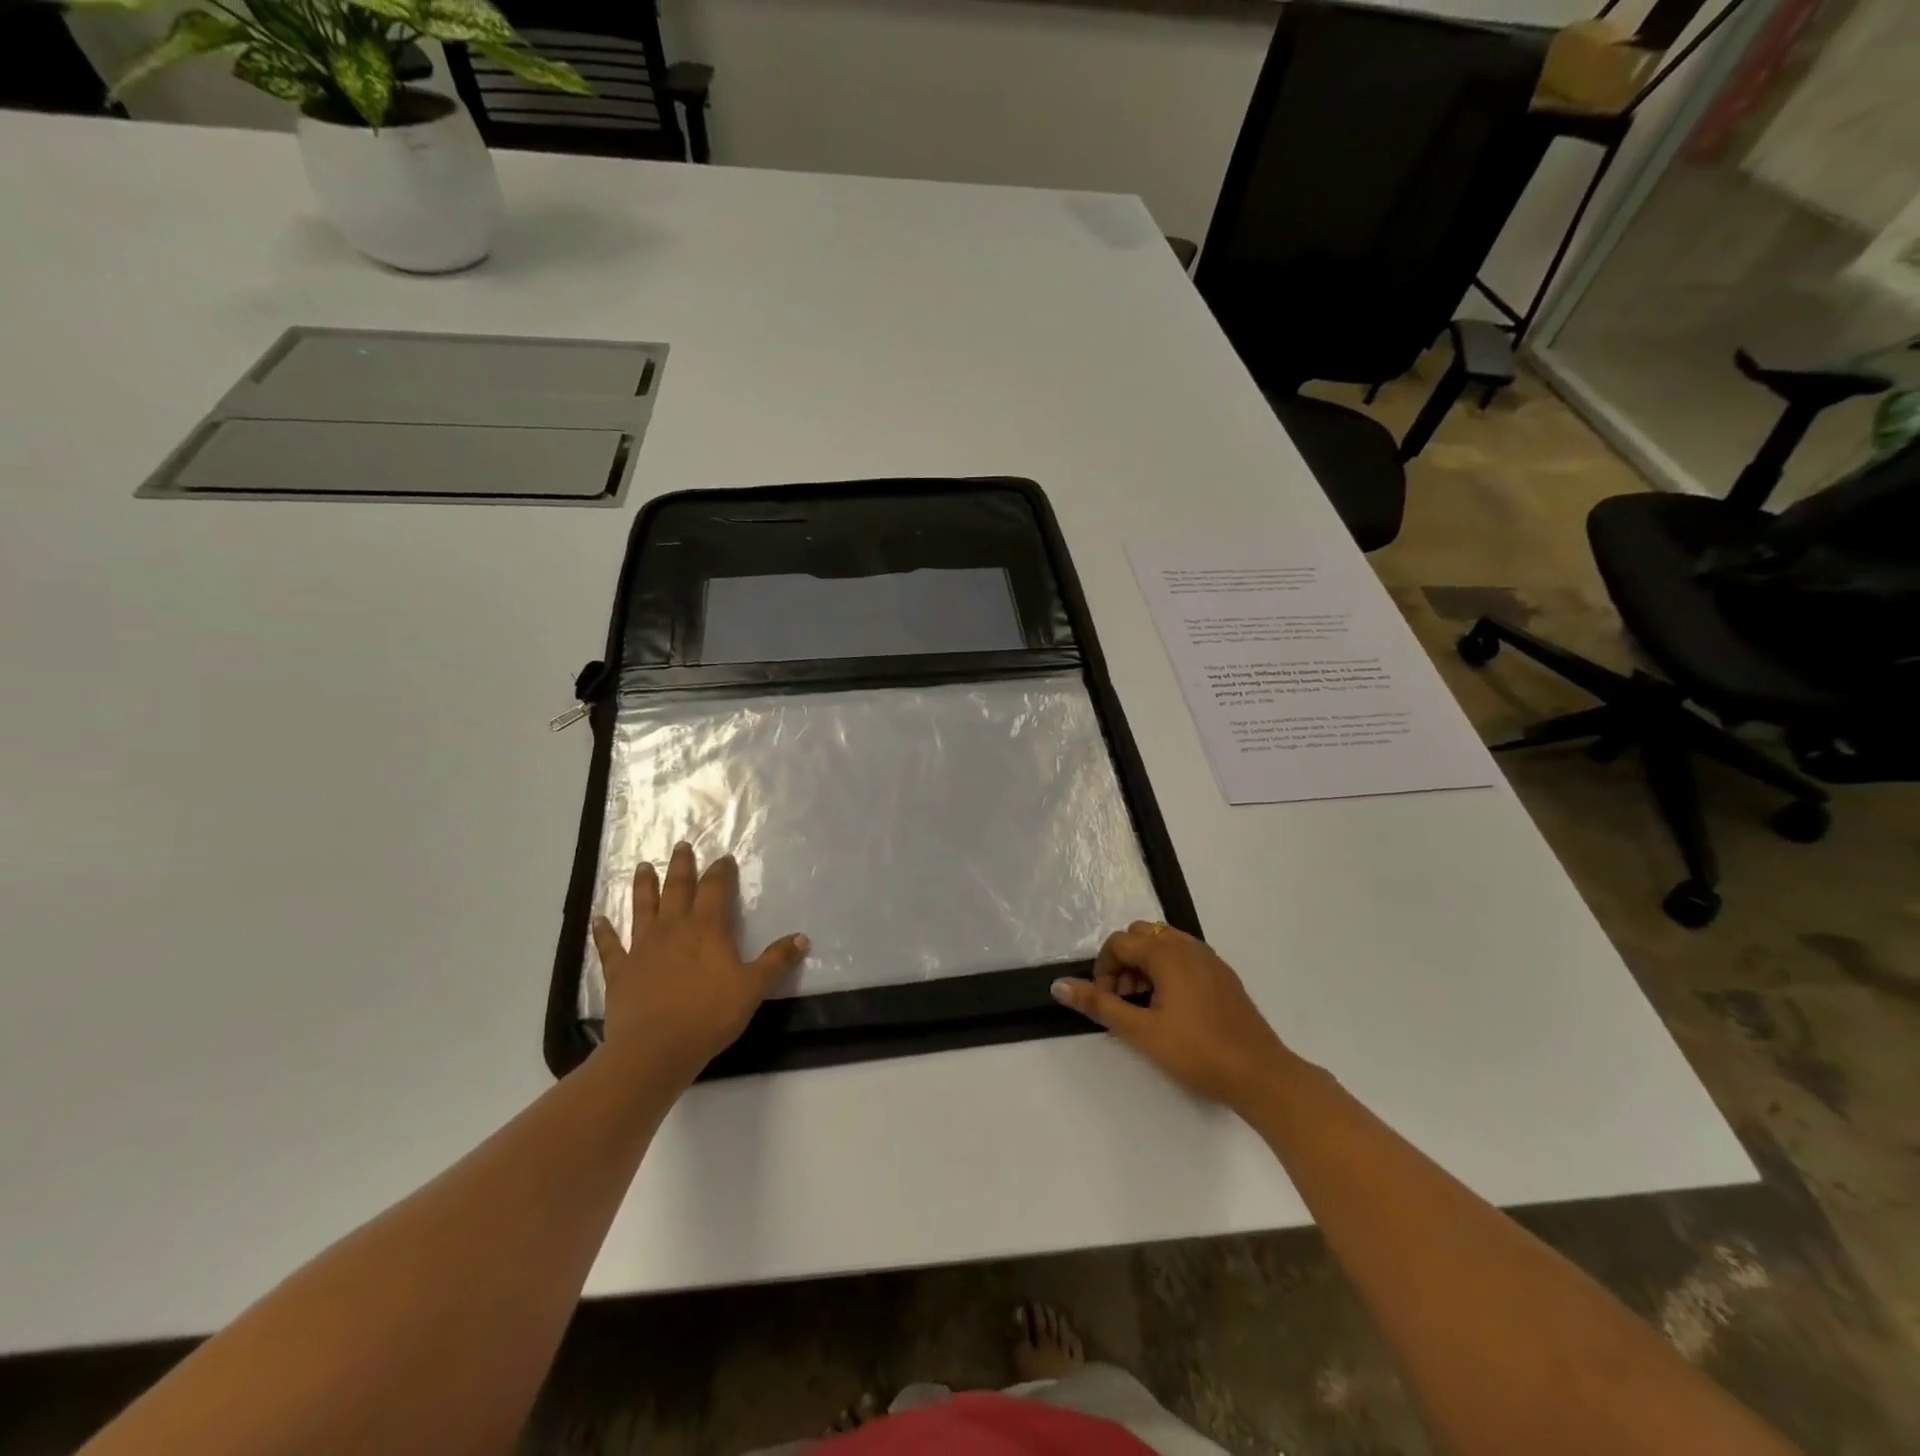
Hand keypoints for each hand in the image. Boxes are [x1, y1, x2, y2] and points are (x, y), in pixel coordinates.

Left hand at [591, 844, 807, 1085]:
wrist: (655, 1049)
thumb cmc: (709, 1015)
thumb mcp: (753, 988)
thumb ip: (776, 961)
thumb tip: (802, 938)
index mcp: (707, 929)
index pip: (715, 889)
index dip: (720, 871)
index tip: (724, 858)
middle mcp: (673, 929)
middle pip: (677, 889)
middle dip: (681, 866)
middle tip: (681, 845)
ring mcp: (643, 948)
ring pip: (643, 908)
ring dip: (644, 886)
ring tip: (642, 866)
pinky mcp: (620, 971)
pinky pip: (610, 946)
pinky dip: (604, 931)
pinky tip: (598, 919)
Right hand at [1051, 921, 1293, 1109]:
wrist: (1260, 1074)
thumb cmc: (1196, 1052)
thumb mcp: (1140, 1031)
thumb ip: (1099, 1004)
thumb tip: (1058, 985)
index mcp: (1166, 953)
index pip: (1119, 942)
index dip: (1103, 969)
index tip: (1107, 1002)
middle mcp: (1188, 946)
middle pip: (1141, 936)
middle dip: (1124, 963)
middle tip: (1125, 1001)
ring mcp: (1209, 959)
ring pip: (1164, 944)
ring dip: (1145, 965)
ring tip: (1146, 1005)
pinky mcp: (1223, 975)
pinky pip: (1185, 956)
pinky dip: (1168, 969)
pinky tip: (1173, 1007)